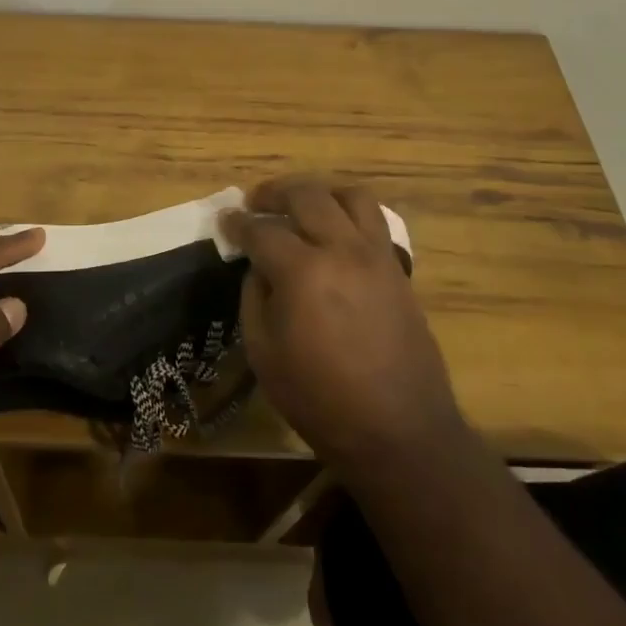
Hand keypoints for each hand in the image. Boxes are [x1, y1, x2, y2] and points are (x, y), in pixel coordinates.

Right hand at [222, 176, 466, 473]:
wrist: (400, 432)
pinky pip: (375, 221)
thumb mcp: (264, 354)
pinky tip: (335, 234)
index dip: (238, 223)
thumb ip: (254, 298)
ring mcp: (377, 256)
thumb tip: (259, 267)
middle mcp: (342, 250)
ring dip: (320, 192)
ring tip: (301, 206)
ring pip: (351, 196)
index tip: (225, 220)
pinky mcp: (399, 270)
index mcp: (303, 271)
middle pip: (307, 195)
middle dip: (274, 192)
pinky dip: (349, 214)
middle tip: (256, 202)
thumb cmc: (320, 400)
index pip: (262, 231)